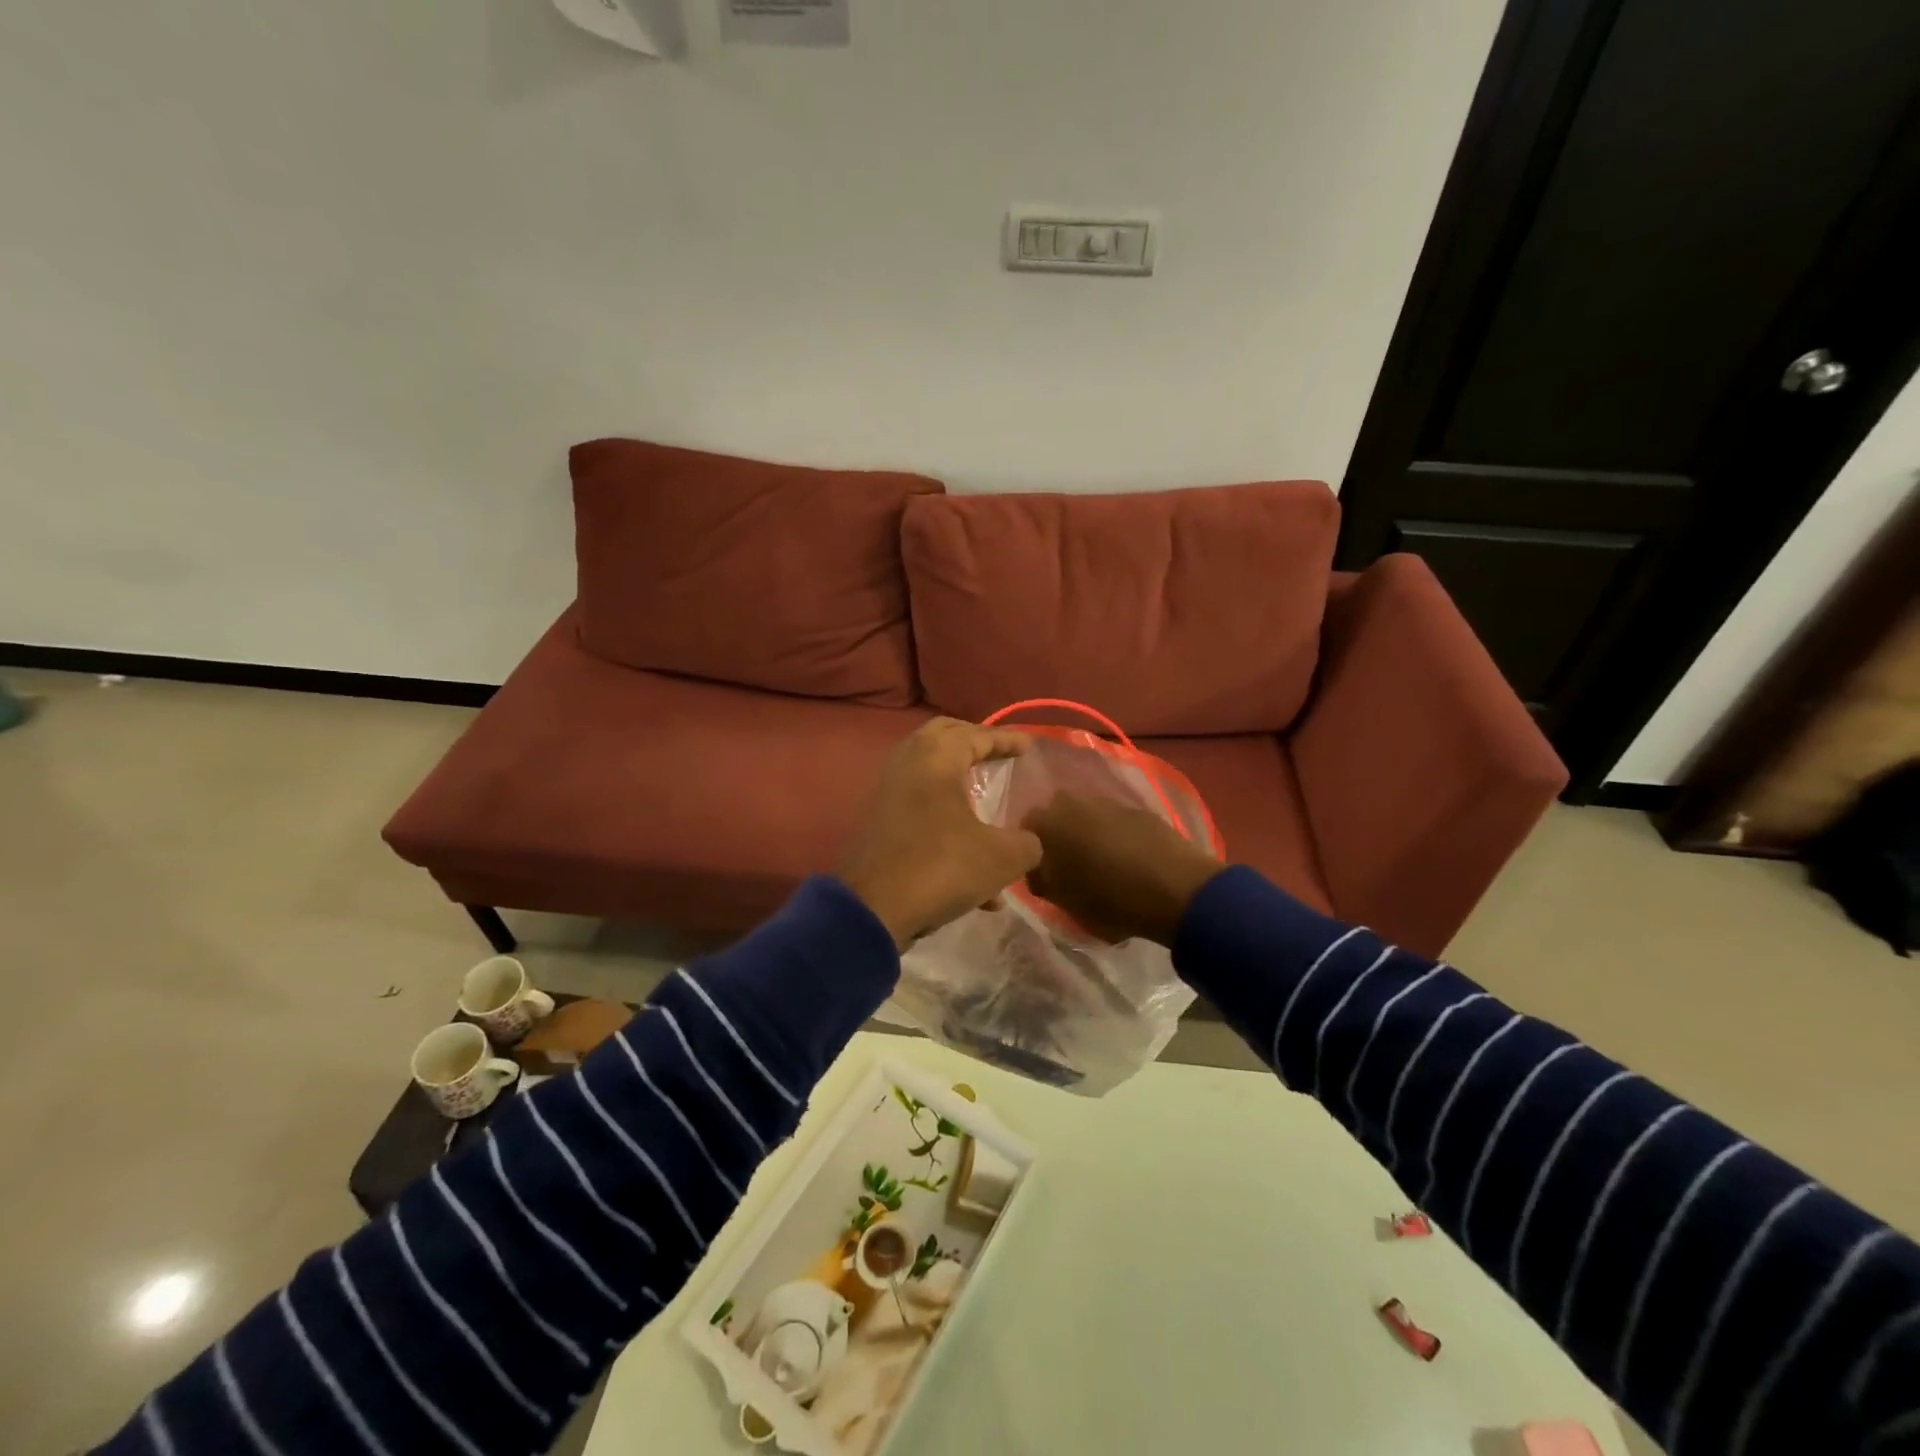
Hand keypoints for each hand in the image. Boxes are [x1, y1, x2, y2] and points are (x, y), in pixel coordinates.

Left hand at [838, 718, 1044, 949]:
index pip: (976, 734)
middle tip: (999, 756)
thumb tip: (1028, 843)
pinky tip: (977, 880)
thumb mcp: (1001, 858)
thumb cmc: (941, 867)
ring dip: (961, 788)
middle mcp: (907, 765)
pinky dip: (948, 824)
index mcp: (936, 758)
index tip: (1029, 747)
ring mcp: (888, 794)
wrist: (873, 910)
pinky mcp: (880, 825)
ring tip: (990, 812)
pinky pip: (921, 811)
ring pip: (930, 777)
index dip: (1006, 739)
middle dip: (974, 745)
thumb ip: (1026, 844)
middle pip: (943, 738)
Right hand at [1021, 793, 1226, 946]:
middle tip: (1070, 870)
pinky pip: (1113, 822)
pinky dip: (1114, 837)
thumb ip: (1044, 882)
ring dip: (1087, 836)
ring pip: (1085, 818)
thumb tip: (1040, 873)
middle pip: (1055, 820)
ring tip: (1102, 866)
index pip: (1023, 834)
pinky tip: (1127, 860)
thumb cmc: (1110, 900)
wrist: (1176, 888)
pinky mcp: (1136, 809)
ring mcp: (1106, 802)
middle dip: (1058, 840)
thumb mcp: (1065, 903)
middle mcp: (1070, 803)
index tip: (1043, 878)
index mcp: (1045, 824)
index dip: (1031, 857)